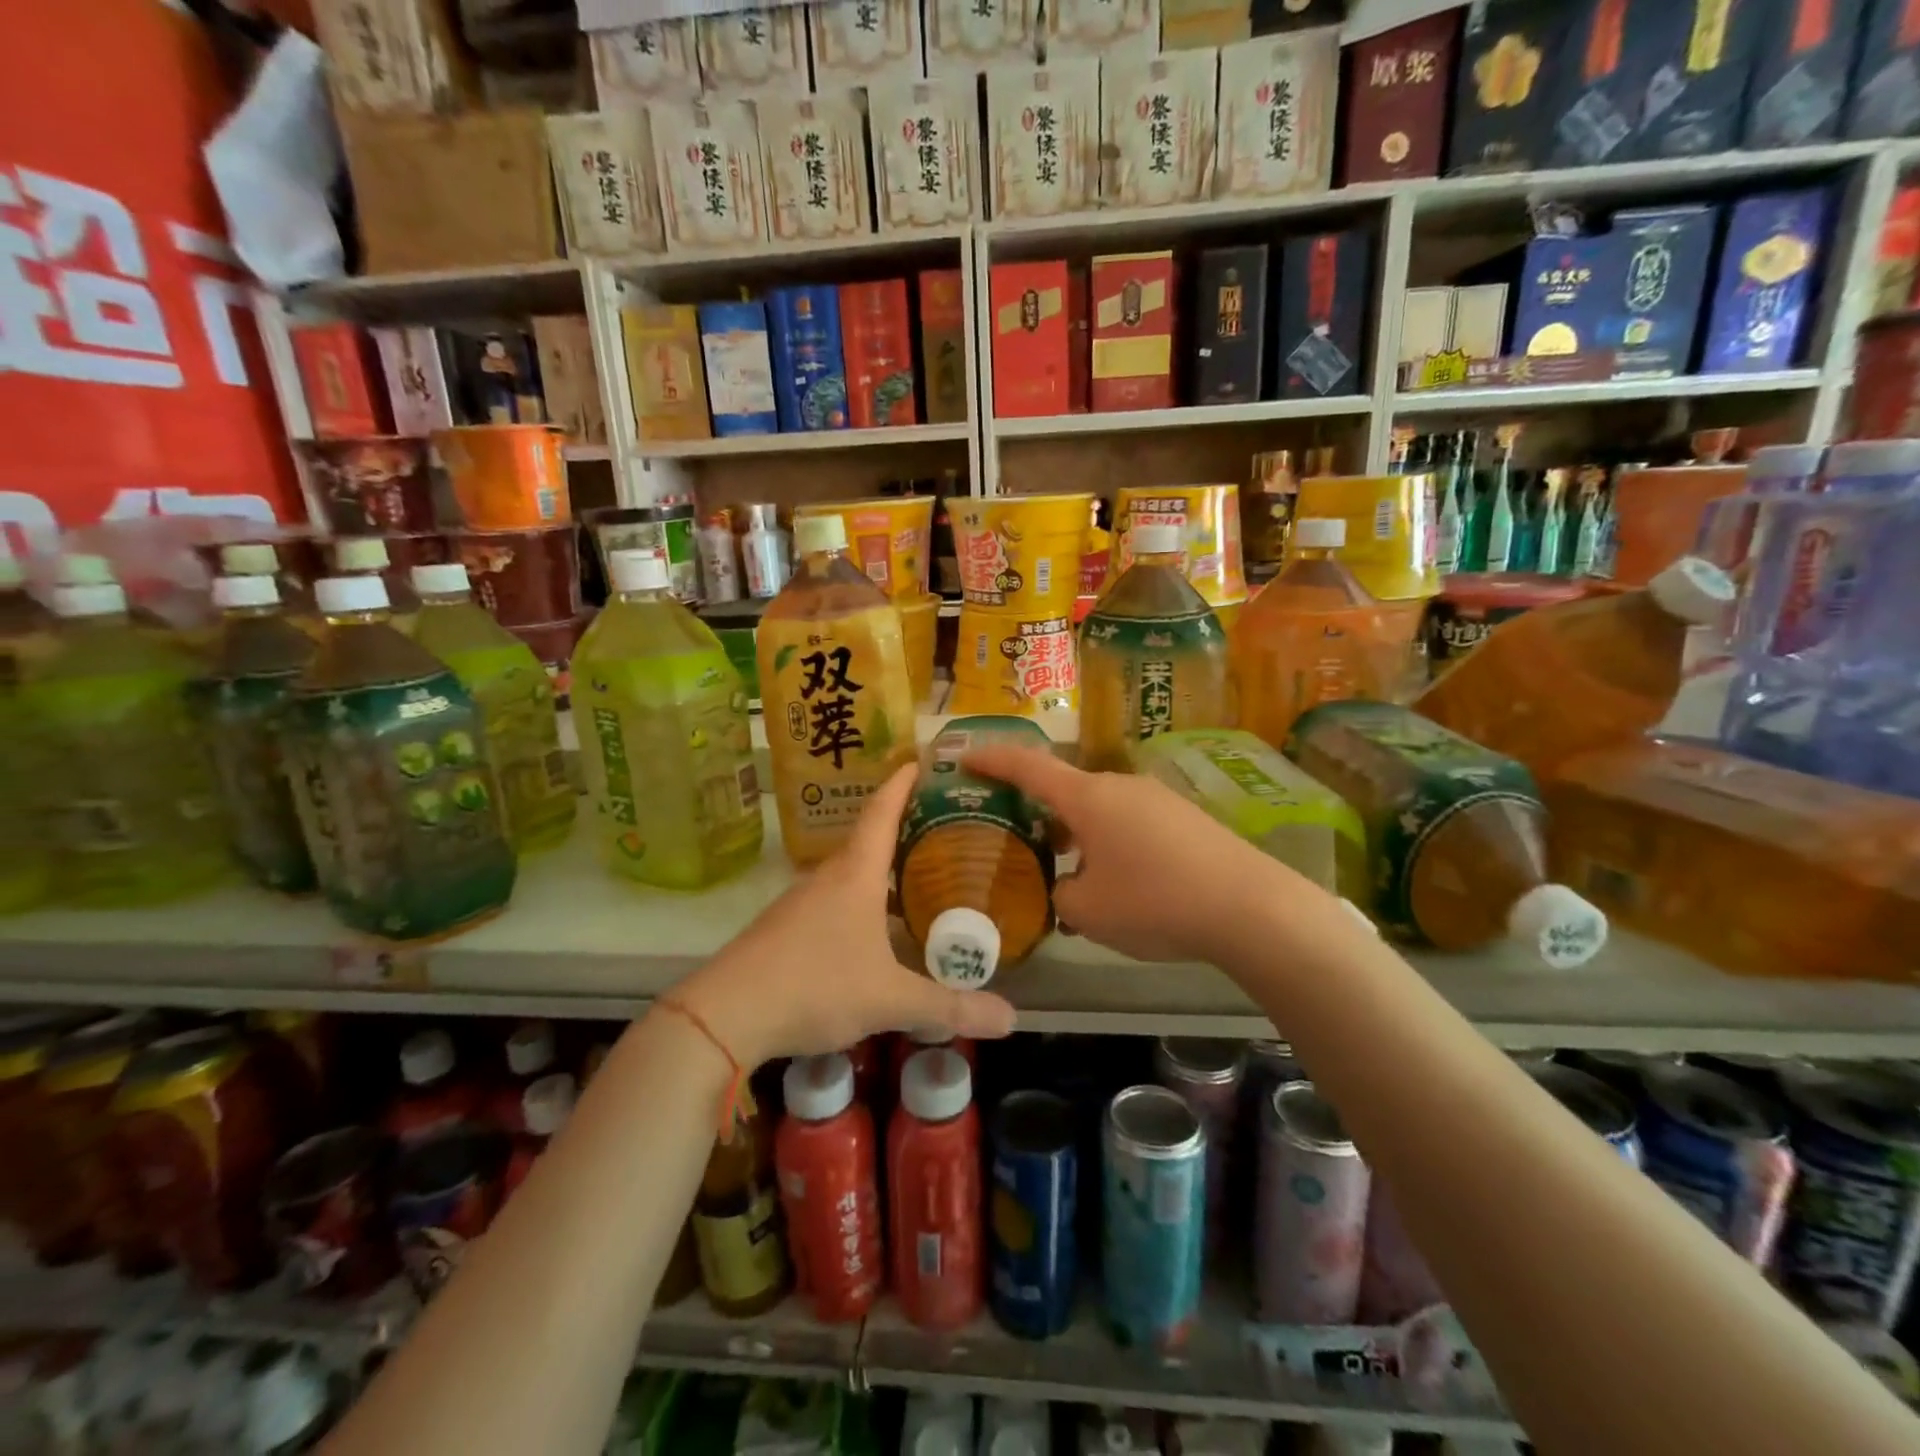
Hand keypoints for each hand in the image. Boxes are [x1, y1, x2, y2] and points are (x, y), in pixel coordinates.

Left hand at [675, 766, 1016, 1066]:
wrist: (726, 1014)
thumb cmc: (816, 986)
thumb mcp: (890, 999)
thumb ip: (950, 1006)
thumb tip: (1012, 1018)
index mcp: (856, 875)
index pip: (882, 812)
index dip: (902, 784)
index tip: (920, 759)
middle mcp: (828, 878)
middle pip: (867, 839)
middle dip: (901, 826)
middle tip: (941, 825)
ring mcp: (800, 902)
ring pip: (849, 873)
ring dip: (879, 867)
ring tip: (915, 873)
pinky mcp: (785, 929)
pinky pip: (832, 899)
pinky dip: (859, 899)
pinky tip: (873, 926)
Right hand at [962, 743, 1308, 964]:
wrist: (1250, 908)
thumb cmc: (1155, 902)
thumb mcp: (1088, 910)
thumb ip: (1060, 893)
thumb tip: (1067, 886)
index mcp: (1087, 797)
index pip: (1028, 766)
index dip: (992, 759)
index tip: (964, 756)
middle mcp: (1120, 785)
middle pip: (1065, 790)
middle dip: (1038, 812)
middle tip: (1019, 840)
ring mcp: (1157, 798)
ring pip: (1099, 809)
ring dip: (1077, 833)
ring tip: (1070, 873)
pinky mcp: (1185, 818)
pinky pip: (1131, 822)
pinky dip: (1110, 842)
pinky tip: (1120, 883)